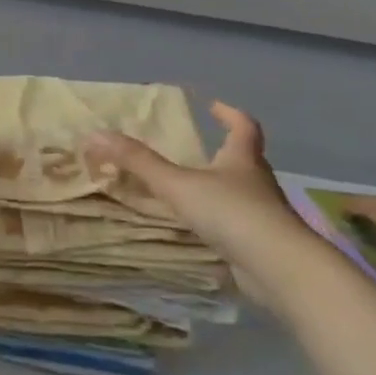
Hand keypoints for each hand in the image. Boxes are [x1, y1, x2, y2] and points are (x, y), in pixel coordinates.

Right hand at [86, 102, 318, 298]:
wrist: (279, 268)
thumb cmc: (231, 213)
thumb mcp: (177, 184)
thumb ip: (138, 161)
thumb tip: (95, 134)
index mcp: (243, 161)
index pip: (244, 128)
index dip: (230, 115)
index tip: (214, 105)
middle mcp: (256, 183)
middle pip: (244, 159)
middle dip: (222, 152)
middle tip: (196, 148)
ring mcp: (261, 214)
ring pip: (239, 192)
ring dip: (217, 187)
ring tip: (188, 188)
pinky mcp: (259, 242)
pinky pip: (234, 222)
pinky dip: (217, 218)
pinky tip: (198, 227)